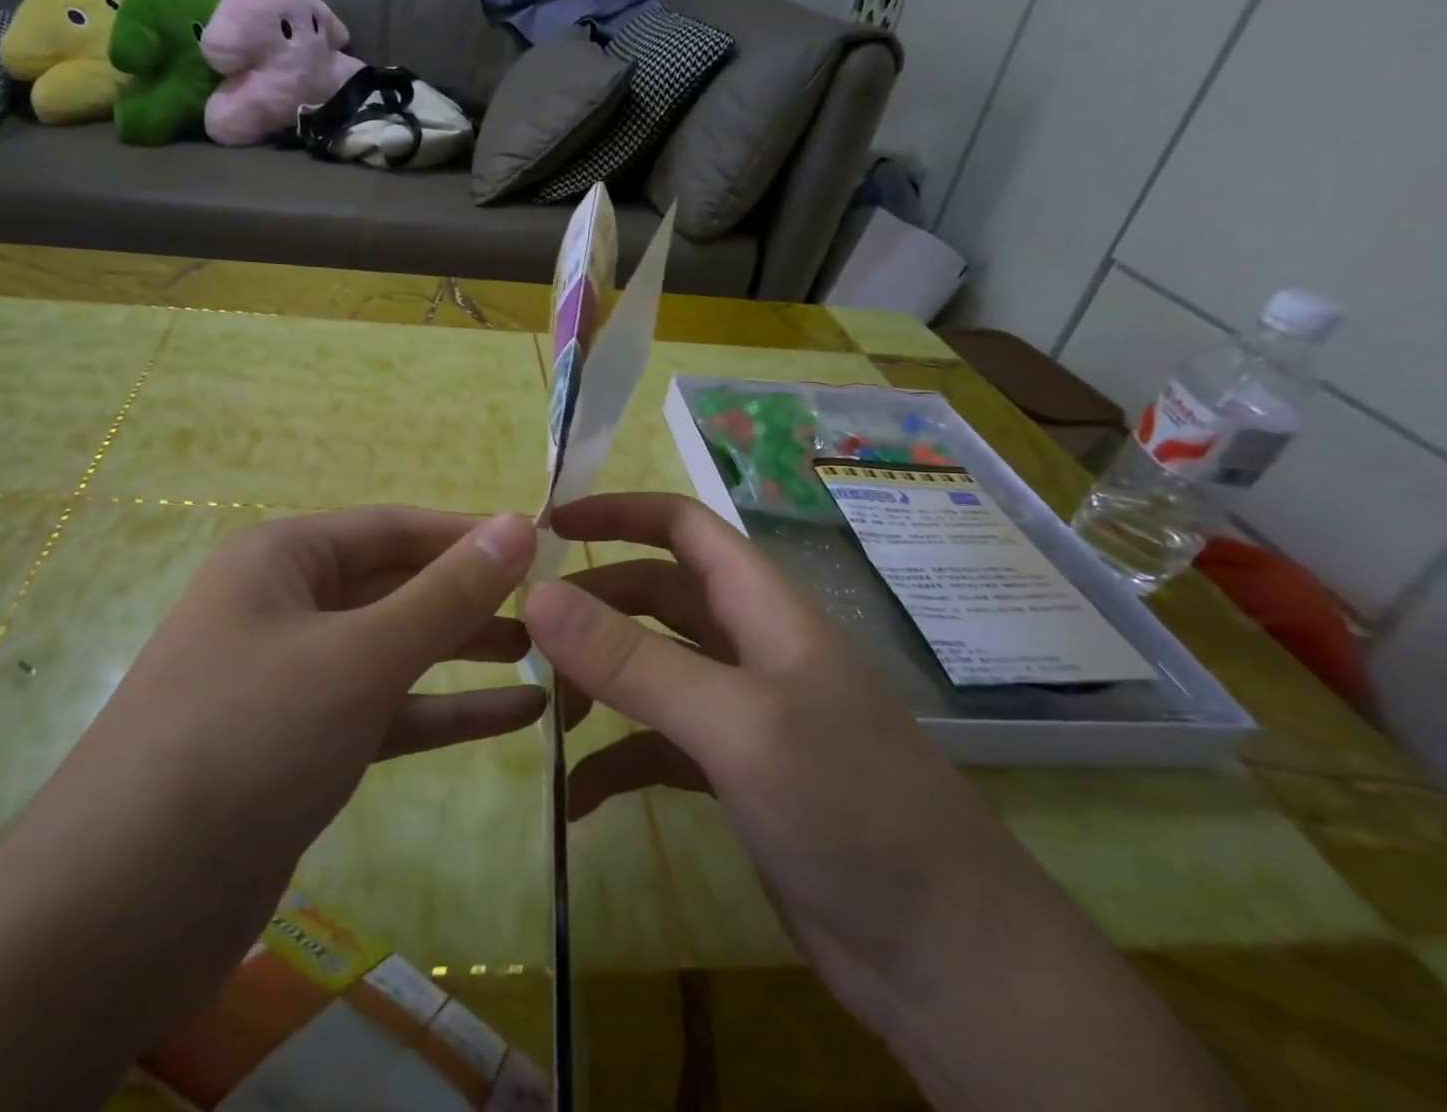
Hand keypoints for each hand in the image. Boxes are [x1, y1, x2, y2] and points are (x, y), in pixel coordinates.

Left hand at [0, 509, 544, 1111]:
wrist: (119, 911)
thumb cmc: (247, 740)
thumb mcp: (360, 656)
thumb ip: (446, 593)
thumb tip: (519, 523)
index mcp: (283, 558)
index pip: (395, 526)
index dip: (469, 533)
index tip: (543, 542)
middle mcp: (284, 605)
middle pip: (397, 586)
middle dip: (472, 596)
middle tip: (555, 605)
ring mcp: (292, 678)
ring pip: (395, 650)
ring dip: (466, 653)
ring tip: (549, 653)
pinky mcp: (302, 745)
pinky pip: (386, 710)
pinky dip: (446, 711)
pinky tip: (519, 717)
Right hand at [525, 493, 1038, 1020]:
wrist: (946, 959)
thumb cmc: (848, 806)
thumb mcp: (734, 723)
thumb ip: (633, 659)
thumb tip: (537, 595)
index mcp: (762, 606)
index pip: (683, 525)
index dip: (618, 512)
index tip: (548, 526)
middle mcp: (749, 645)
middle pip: (655, 596)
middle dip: (594, 607)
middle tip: (525, 634)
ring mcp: (743, 711)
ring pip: (652, 669)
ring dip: (600, 682)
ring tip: (550, 715)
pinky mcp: (735, 772)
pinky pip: (658, 745)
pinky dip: (618, 760)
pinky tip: (579, 796)